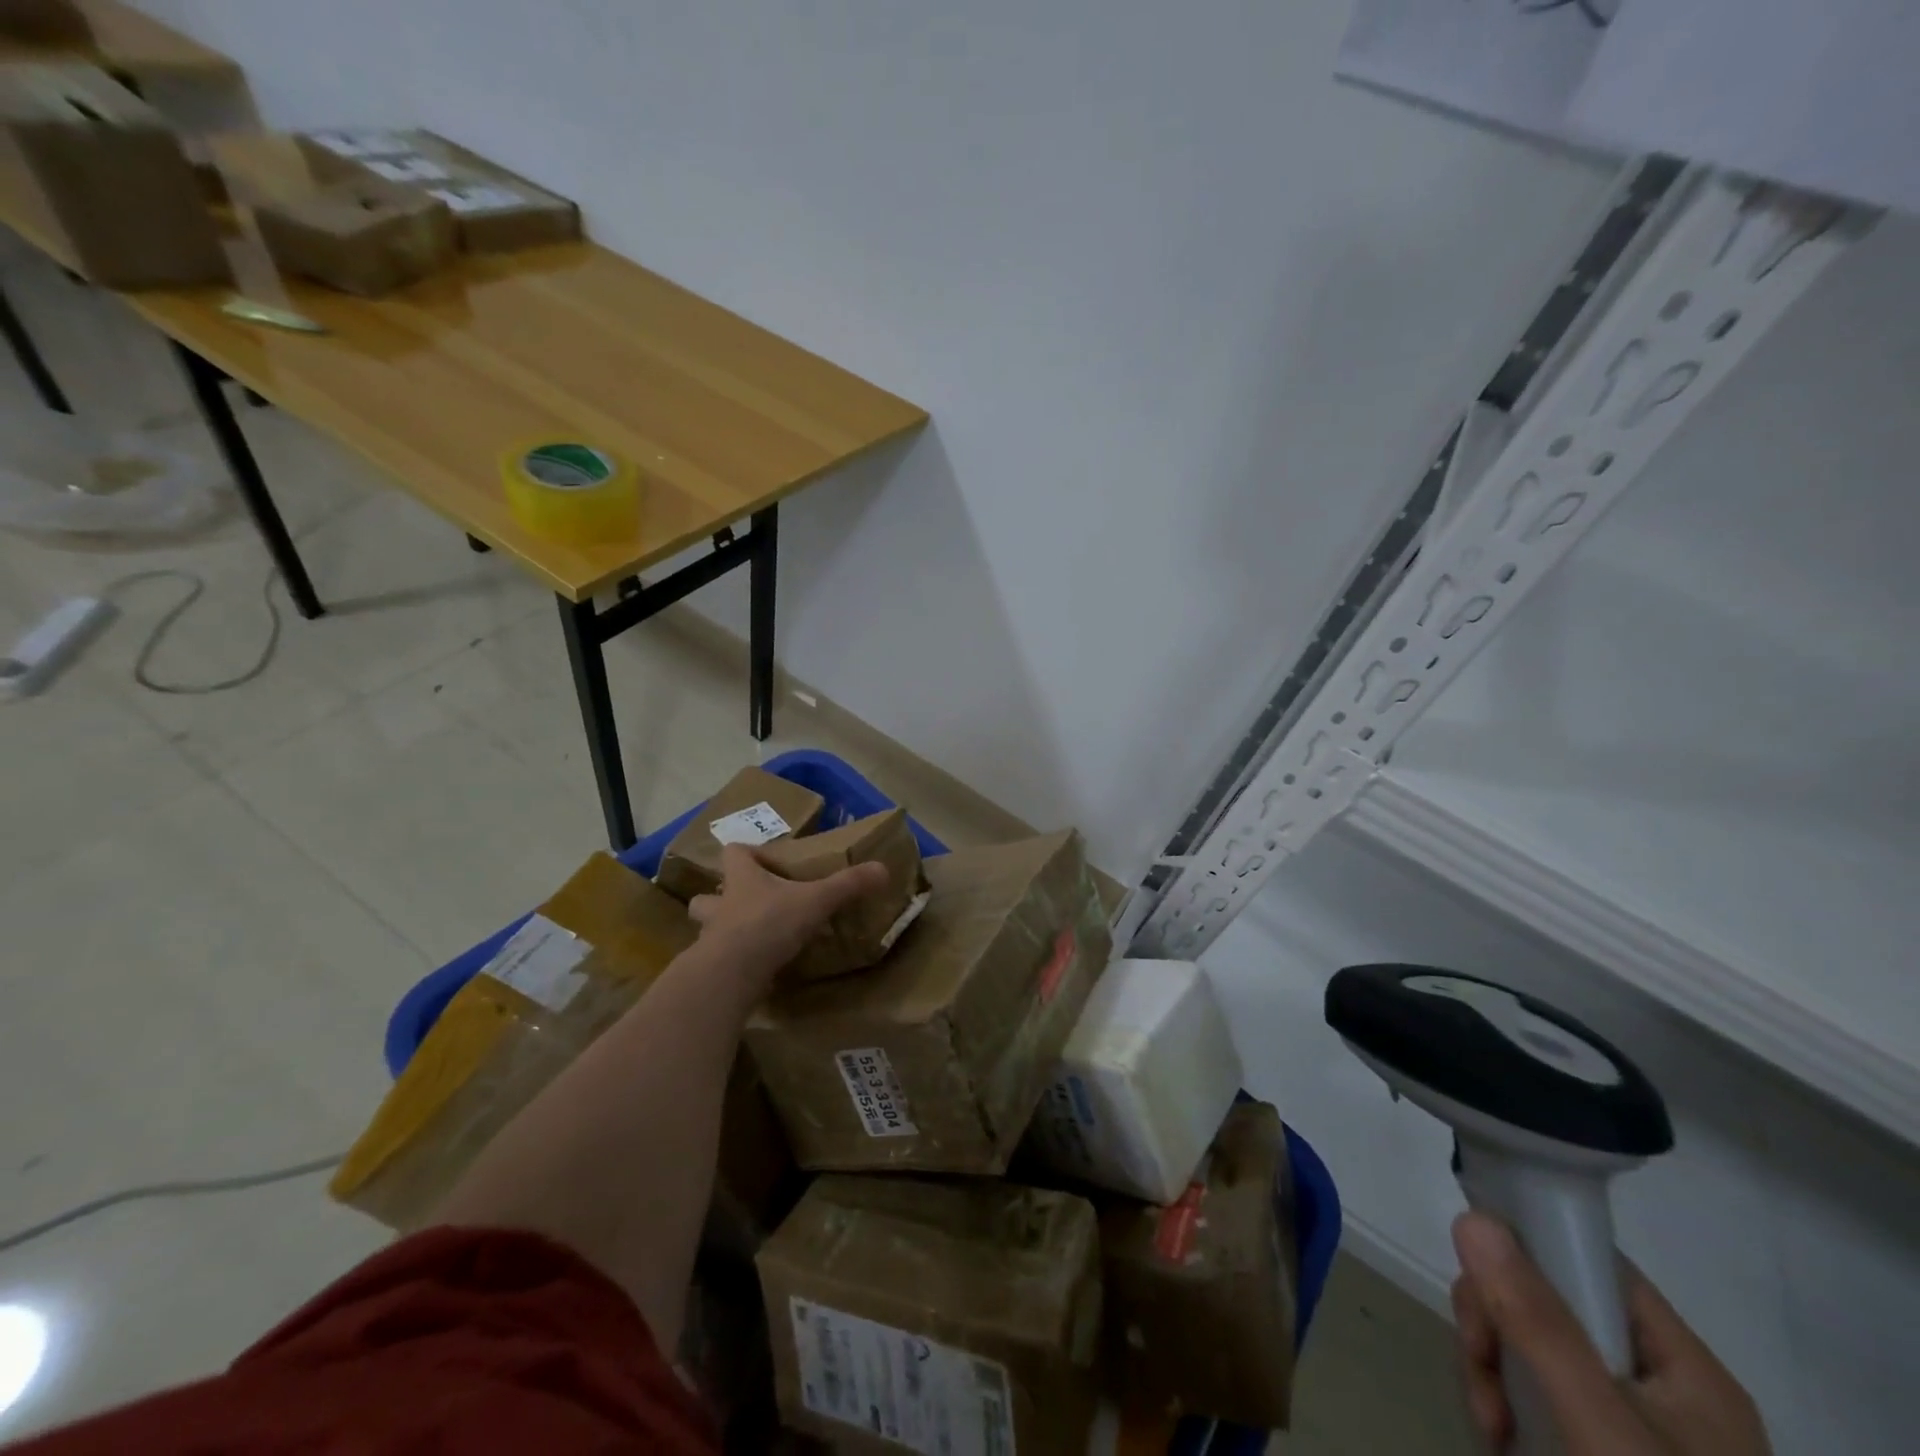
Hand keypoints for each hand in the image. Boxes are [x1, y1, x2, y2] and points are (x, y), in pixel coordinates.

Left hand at [688, 843, 888, 984]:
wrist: (732, 973)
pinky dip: (731, 963)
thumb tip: (883, 869)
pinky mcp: (711, 969)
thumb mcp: (816, 900)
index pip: (733, 853)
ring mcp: (711, 938)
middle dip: (721, 898)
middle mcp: (721, 905)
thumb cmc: (770, 924)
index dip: (746, 854)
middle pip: (708, 895)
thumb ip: (847, 885)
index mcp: (742, 879)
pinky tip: (751, 971)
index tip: (763, 861)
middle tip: (746, 904)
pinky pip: (717, 961)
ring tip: (746, 939)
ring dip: (721, 931)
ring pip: (707, 928)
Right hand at [1451, 1212, 1769, 1454]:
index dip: (1530, 1248)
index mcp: (1684, 1369)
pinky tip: (1495, 1441)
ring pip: (1528, 1349)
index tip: (1477, 1273)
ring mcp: (1625, 1426)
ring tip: (1488, 1429)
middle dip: (1495, 1328)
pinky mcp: (1591, 1453)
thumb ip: (1538, 1323)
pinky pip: (1529, 1395)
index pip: (1592, 1262)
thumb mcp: (1599, 1429)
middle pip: (1548, 1304)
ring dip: (1489, 1372)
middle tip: (1478, 1367)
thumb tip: (1473, 1217)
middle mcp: (1658, 1388)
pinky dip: (1500, 1407)